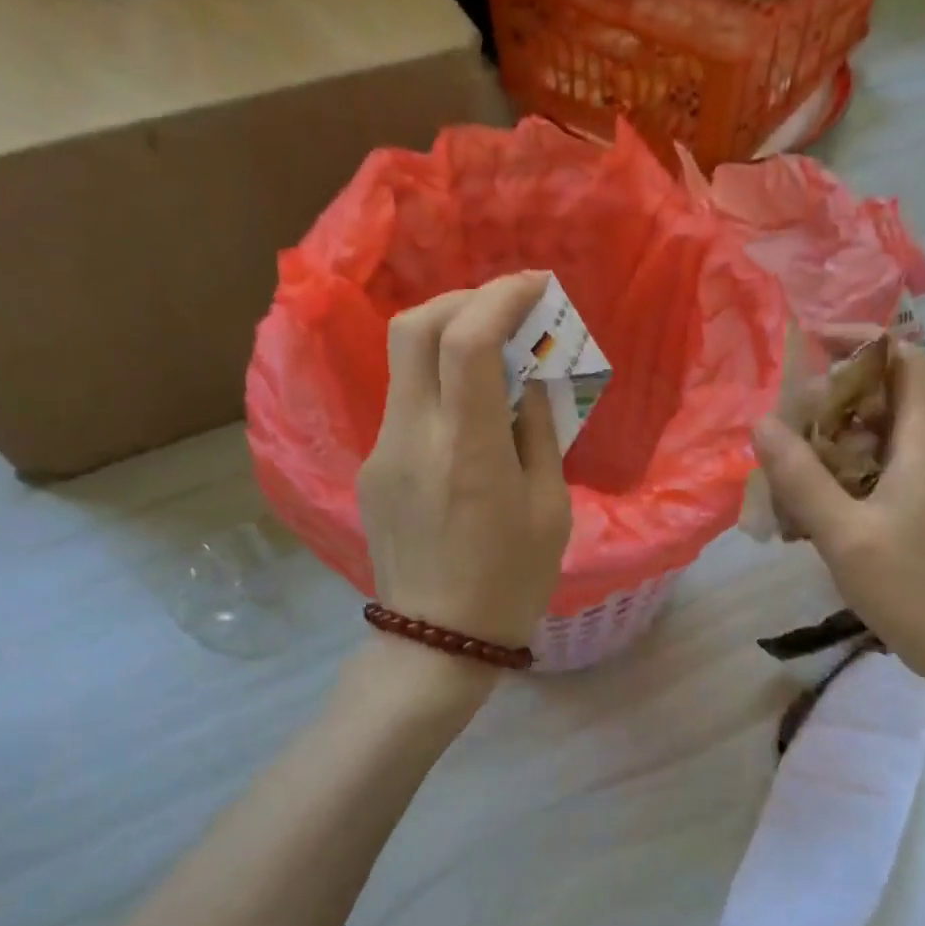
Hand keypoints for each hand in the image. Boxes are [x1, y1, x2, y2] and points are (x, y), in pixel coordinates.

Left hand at [358, 273, 572, 662]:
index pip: (468, 340)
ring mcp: (384, 450)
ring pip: (403, 360)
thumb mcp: (551, 508)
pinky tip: (470, 408)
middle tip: (507, 308)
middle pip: (415, 327)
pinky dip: (439, 380)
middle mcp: (414, 437)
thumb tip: (531, 379)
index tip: (536, 284)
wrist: (437, 640)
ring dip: (449, 336)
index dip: (501, 297)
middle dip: (464, 299)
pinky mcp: (373, 466)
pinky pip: (406, 400)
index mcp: (468, 450)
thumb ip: (540, 432)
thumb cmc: (512, 581)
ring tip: (495, 352)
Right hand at [752, 342, 924, 731]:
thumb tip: (762, 423)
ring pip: (862, 437)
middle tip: (781, 424)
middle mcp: (918, 451)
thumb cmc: (913, 587)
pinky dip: (827, 478)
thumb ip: (802, 477)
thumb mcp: (846, 533)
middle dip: (825, 399)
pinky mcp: (902, 508)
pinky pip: (859, 473)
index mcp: (918, 441)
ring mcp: (911, 481)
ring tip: (779, 468)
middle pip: (876, 396)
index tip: (813, 344)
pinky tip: (796, 511)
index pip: (905, 358)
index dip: (864, 339)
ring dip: (820, 443)